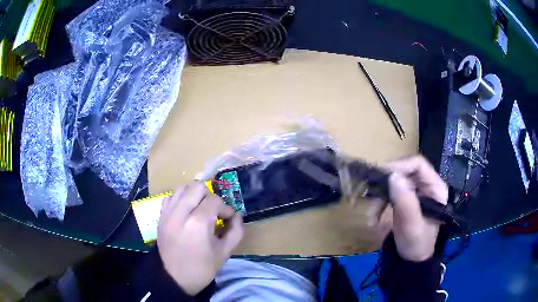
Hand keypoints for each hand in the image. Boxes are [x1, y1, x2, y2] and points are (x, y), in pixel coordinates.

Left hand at [157, 181, 243, 294]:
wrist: (174, 278)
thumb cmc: (202, 268)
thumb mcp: (225, 252)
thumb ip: (236, 230)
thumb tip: (236, 215)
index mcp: (198, 223)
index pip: (215, 200)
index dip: (225, 208)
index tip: (228, 219)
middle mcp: (180, 212)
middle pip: (197, 187)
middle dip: (209, 197)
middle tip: (213, 212)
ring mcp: (168, 213)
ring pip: (182, 188)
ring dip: (194, 195)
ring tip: (199, 209)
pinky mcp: (160, 216)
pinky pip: (171, 197)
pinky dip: (181, 199)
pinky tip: (186, 212)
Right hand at [370, 155, 447, 261]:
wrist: (411, 261)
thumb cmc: (417, 245)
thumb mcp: (412, 226)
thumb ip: (406, 202)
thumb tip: (393, 176)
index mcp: (435, 188)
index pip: (418, 165)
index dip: (400, 166)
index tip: (382, 175)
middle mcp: (426, 186)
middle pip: (405, 171)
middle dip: (387, 183)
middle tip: (372, 194)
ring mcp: (415, 192)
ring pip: (394, 182)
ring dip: (380, 196)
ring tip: (372, 215)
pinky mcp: (405, 200)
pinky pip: (389, 193)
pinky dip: (379, 204)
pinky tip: (374, 219)